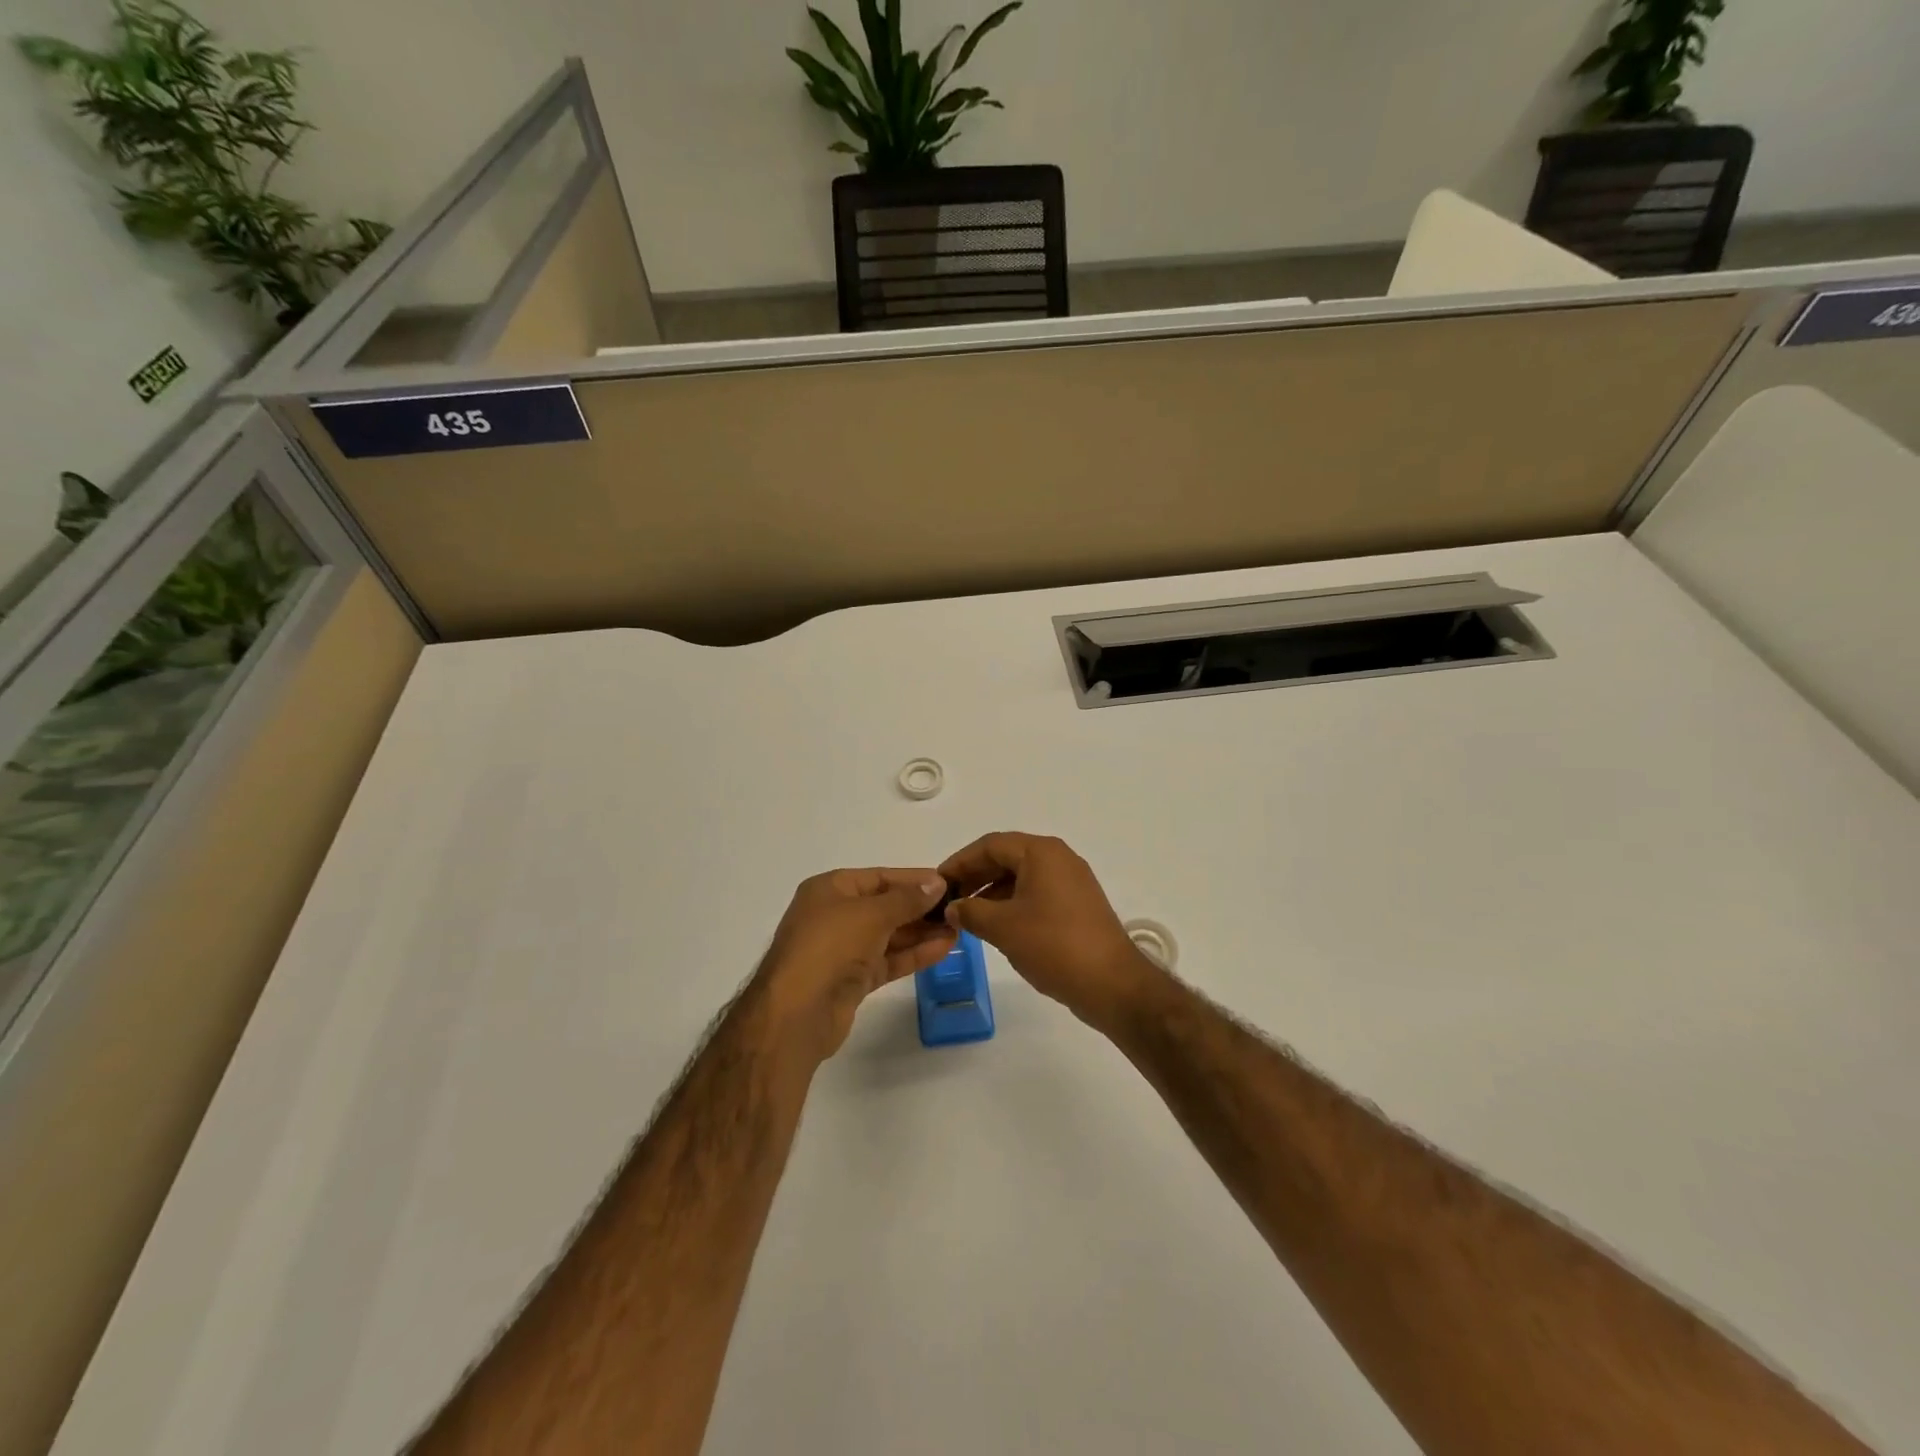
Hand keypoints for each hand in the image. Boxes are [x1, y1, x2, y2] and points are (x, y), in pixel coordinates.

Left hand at [754, 868, 955, 1059]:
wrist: (795, 1014)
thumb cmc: (829, 947)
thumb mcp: (871, 914)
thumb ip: (907, 899)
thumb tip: (937, 882)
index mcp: (830, 890)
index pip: (879, 877)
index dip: (913, 880)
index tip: (948, 883)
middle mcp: (834, 915)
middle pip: (885, 906)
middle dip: (921, 908)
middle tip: (959, 909)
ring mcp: (842, 949)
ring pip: (889, 935)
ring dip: (922, 932)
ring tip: (958, 929)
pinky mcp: (851, 979)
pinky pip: (888, 960)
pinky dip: (913, 954)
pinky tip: (944, 949)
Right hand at [938, 833, 1164, 1028]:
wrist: (1112, 984)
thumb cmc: (1054, 946)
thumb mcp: (1003, 928)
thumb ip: (971, 911)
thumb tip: (952, 907)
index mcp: (1041, 852)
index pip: (990, 845)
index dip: (959, 862)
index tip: (937, 883)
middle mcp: (1059, 858)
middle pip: (1007, 857)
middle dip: (975, 876)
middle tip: (949, 899)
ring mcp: (1072, 881)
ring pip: (1022, 876)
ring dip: (992, 891)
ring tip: (967, 916)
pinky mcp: (1078, 904)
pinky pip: (1037, 892)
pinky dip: (1012, 903)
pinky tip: (997, 926)